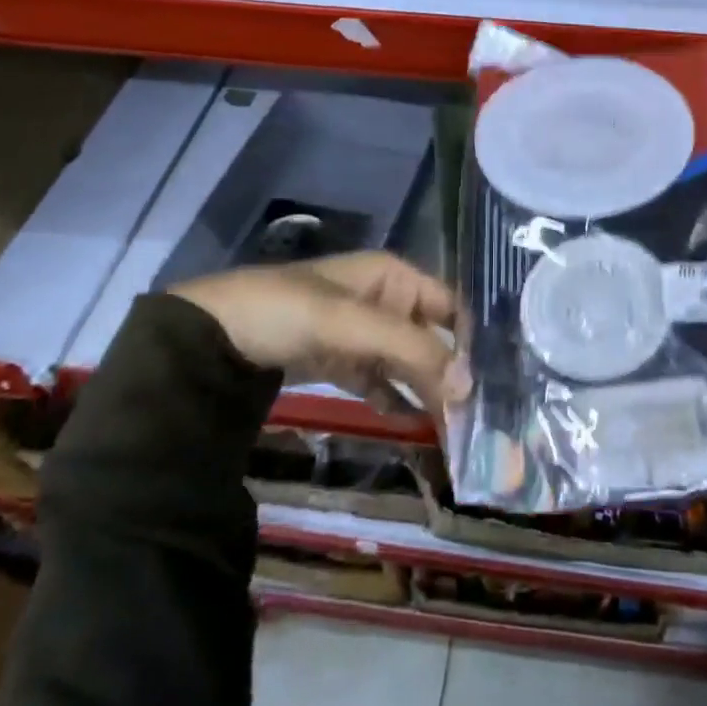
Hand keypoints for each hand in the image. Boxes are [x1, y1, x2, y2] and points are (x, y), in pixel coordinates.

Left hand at [167, 252, 455, 412]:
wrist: (213, 336)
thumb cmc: (289, 312)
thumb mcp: (353, 323)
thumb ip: (413, 350)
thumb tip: (469, 385)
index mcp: (393, 275)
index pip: (449, 306)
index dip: (470, 341)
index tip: (493, 384)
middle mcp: (384, 299)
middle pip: (431, 337)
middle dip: (452, 373)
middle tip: (478, 420)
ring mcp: (361, 331)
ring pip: (408, 361)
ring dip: (428, 391)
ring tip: (454, 430)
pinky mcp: (341, 360)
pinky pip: (380, 381)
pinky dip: (396, 400)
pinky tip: (414, 424)